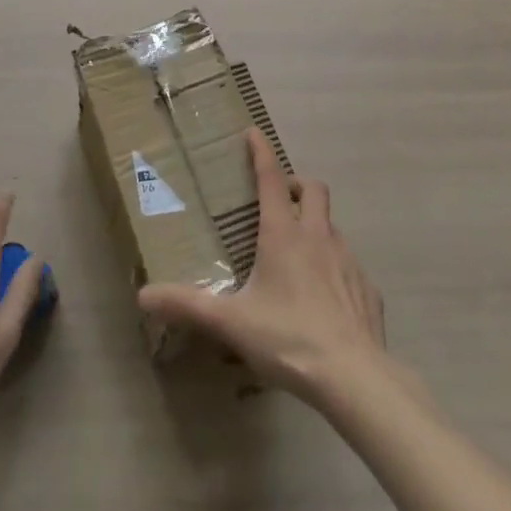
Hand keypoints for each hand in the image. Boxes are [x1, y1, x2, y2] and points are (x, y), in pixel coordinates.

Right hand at [139, 129, 385, 402]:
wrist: (355, 377)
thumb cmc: (289, 338)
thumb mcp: (231, 322)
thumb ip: (187, 306)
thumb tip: (143, 296)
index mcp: (283, 234)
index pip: (271, 178)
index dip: (261, 152)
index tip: (253, 133)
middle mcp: (318, 236)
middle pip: (313, 189)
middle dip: (296, 185)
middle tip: (280, 199)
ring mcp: (348, 261)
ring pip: (333, 226)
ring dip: (316, 227)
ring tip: (297, 254)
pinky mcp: (367, 289)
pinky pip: (350, 266)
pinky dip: (335, 268)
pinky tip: (324, 299)